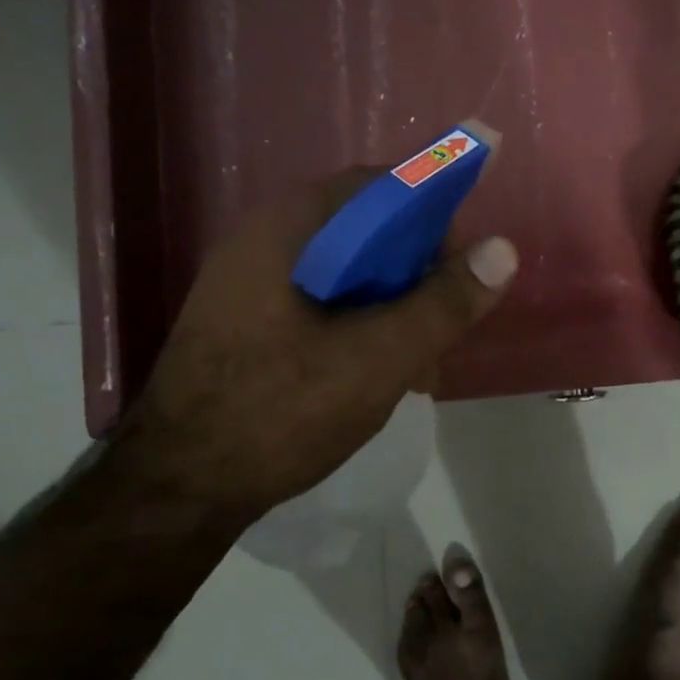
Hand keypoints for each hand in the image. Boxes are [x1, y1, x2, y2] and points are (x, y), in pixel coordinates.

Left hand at [107, 170, 517, 522]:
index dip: (432, 212)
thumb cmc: (278, 412)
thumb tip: (504, 249)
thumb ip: (443, 303)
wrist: (175, 492)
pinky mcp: (250, 325)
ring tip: (420, 363)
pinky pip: (323, 305)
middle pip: (365, 231)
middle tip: (446, 322)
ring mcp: (251, 286)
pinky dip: (362, 327)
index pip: (377, 187)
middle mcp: (264, 243)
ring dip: (394, 307)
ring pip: (348, 274)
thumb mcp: (378, 358)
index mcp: (286, 230)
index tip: (464, 263)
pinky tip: (380, 375)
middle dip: (417, 273)